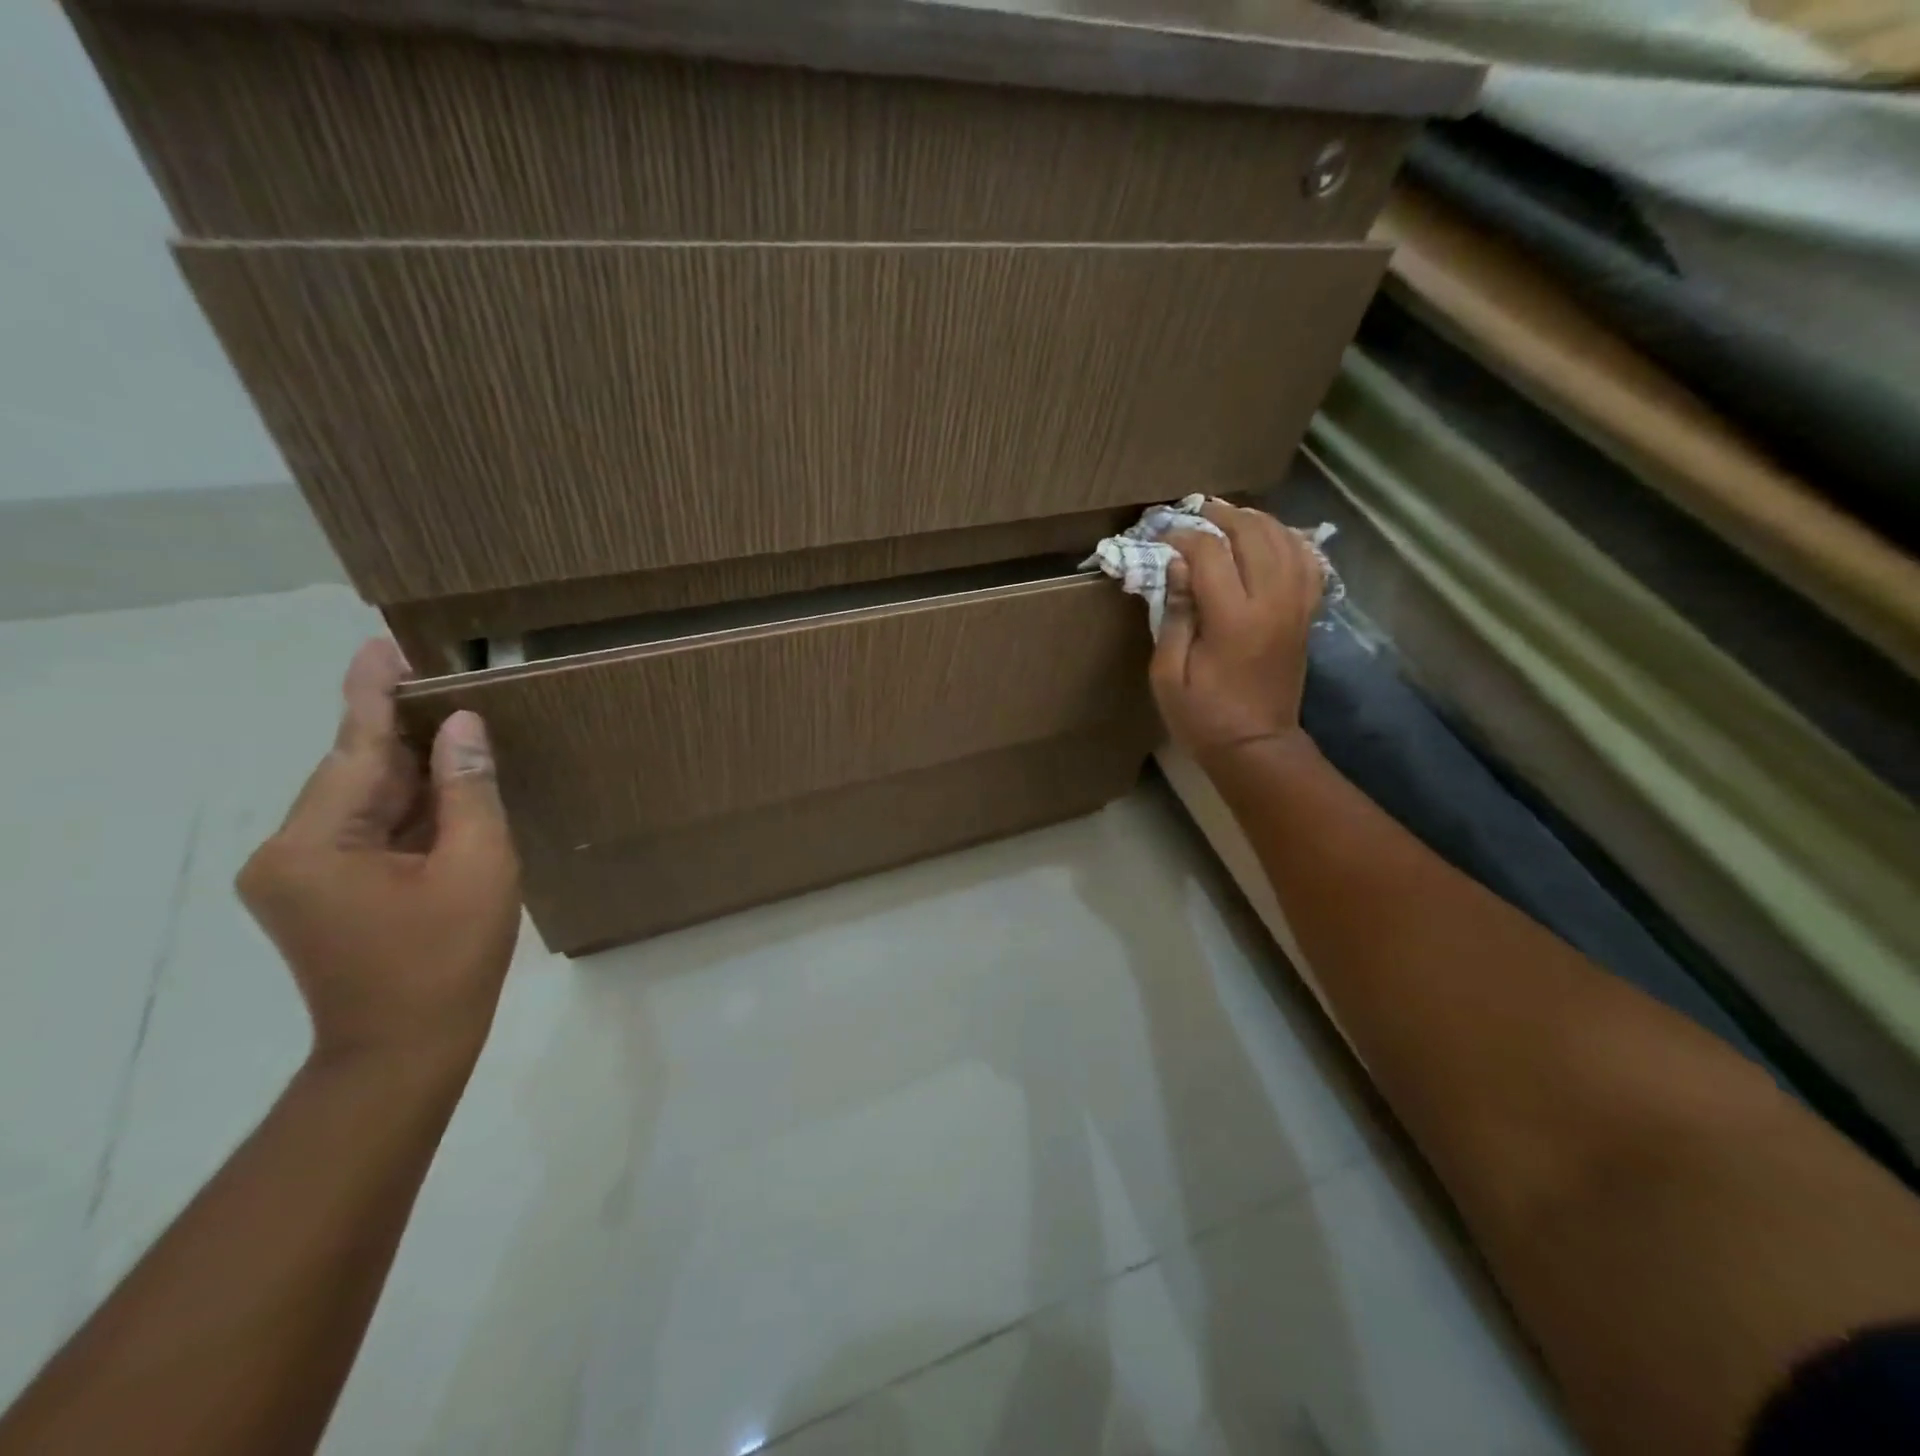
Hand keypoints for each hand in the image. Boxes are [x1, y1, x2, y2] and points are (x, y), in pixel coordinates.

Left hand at [237, 639, 521, 1070]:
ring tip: (455, 729)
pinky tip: (444, 788)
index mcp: (314, 844)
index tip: (382, 644)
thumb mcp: (478, 865)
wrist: (404, 1049)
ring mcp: (298, 875)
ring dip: (411, 773)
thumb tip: (463, 727)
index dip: (375, 694)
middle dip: (404, 734)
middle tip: (444, 684)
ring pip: (363, 803)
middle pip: (356, 774)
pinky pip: (366, 831)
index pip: (353, 750)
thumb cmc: (448, 958)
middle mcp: (287, 852)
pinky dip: (407, 809)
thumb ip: (469, 790)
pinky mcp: (317, 893)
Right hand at [1151, 502, 1325, 764]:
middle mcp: (1271, 603)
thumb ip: (1175, 615)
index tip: (1162, 537)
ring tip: (1231, 517)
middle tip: (1197, 513)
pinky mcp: (1306, 615)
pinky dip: (1290, 541)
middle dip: (1223, 516)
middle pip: (1254, 535)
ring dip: (1257, 521)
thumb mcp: (1167, 674)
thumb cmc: (1202, 716)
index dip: (1184, 537)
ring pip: (1285, 541)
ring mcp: (1295, 607)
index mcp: (1232, 619)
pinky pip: (1308, 563)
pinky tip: (1272, 537)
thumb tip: (1177, 566)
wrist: (1256, 746)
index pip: (1210, 554)